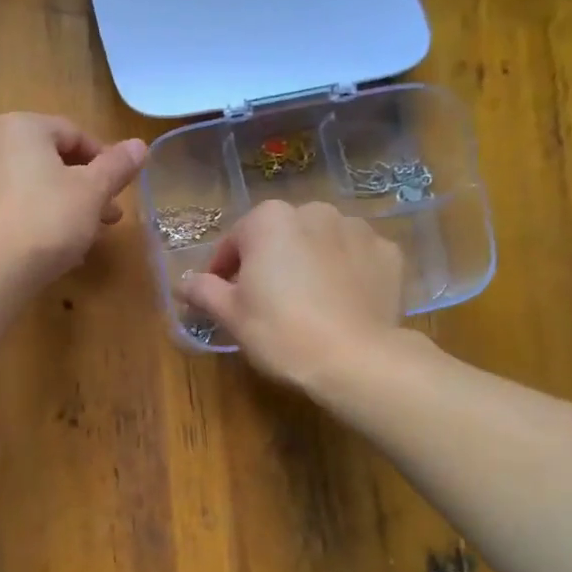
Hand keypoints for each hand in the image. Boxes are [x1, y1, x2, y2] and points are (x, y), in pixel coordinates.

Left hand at [0, 113, 147, 287]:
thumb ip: (117, 166)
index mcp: (23, 128)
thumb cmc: (47, 218)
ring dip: (70, 208)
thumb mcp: (93, 191)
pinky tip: (62, 250)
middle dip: (88, 189)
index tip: (122, 188)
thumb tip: (140, 145)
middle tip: (112, 217)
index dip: (105, 160)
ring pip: (38, 189)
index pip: (74, 133)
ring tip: (92, 236)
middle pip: (54, 162)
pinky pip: (20, 211)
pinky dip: (44, 222)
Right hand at [183, 201, 404, 388]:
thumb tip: (183, 283)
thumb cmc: (280, 332)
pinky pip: (355, 257)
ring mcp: (356, 229)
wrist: (355, 359)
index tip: (222, 297)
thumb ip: (203, 291)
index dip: (223, 271)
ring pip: (319, 243)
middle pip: (279, 237)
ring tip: (306, 302)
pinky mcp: (388, 253)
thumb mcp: (231, 315)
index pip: (234, 241)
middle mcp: (314, 211)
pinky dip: (345, 272)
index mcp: (269, 220)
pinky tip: (340, 302)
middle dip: (269, 262)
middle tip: (265, 302)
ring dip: (308, 263)